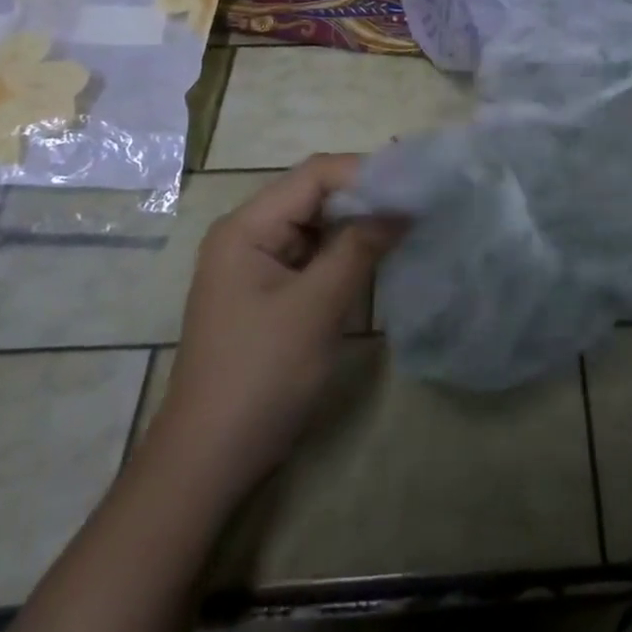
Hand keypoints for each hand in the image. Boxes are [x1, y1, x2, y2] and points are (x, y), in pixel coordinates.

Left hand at [151, 154, 403, 503]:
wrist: (210, 459)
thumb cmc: (260, 376)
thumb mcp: (316, 307)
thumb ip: (359, 248)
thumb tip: (403, 207)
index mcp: (247, 227)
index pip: (314, 175)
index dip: (366, 172)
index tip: (416, 184)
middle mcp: (249, 233)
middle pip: (315, 194)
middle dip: (367, 195)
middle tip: (420, 201)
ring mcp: (258, 263)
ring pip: (317, 223)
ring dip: (360, 222)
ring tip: (410, 221)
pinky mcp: (270, 290)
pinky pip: (314, 253)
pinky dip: (346, 250)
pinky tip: (381, 252)